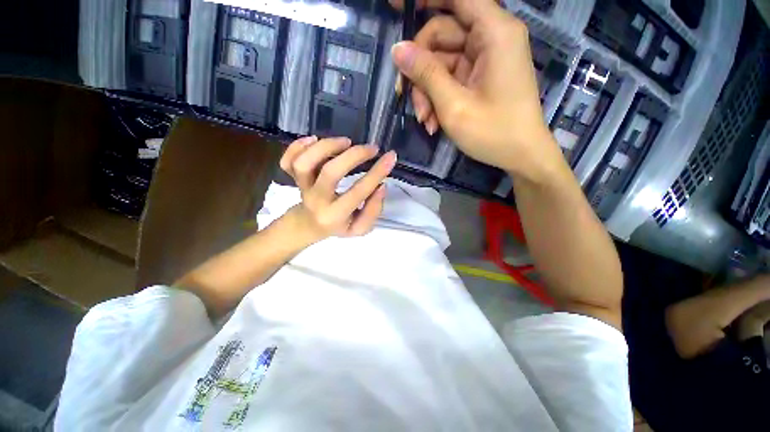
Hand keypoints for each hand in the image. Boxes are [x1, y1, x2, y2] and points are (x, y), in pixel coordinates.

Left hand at [279, 136, 396, 242]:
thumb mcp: (360, 228)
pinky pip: (288, 160)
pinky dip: (298, 146)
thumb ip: (373, 210)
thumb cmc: (338, 225)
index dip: (377, 173)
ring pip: (304, 163)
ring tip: (346, 142)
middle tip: (371, 148)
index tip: (391, 156)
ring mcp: (302, 187)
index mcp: (335, 215)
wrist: (308, 225)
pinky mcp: (292, 178)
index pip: (359, 192)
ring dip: (326, 147)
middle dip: (354, 156)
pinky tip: (314, 140)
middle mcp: (316, 200)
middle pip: (330, 172)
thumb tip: (380, 186)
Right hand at [390, 0, 561, 182]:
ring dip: (427, 92)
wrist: (521, 155)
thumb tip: (398, 50)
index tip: (394, 6)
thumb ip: (426, 74)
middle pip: (442, 35)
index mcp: (494, 33)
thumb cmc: (493, 132)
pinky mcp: (480, 77)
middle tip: (405, 98)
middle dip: (420, 70)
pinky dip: (438, 98)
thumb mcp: (454, 106)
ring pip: (442, 62)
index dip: (425, 0)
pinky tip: (433, 122)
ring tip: (425, 120)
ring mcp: (485, 59)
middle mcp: (491, 38)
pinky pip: (450, 78)